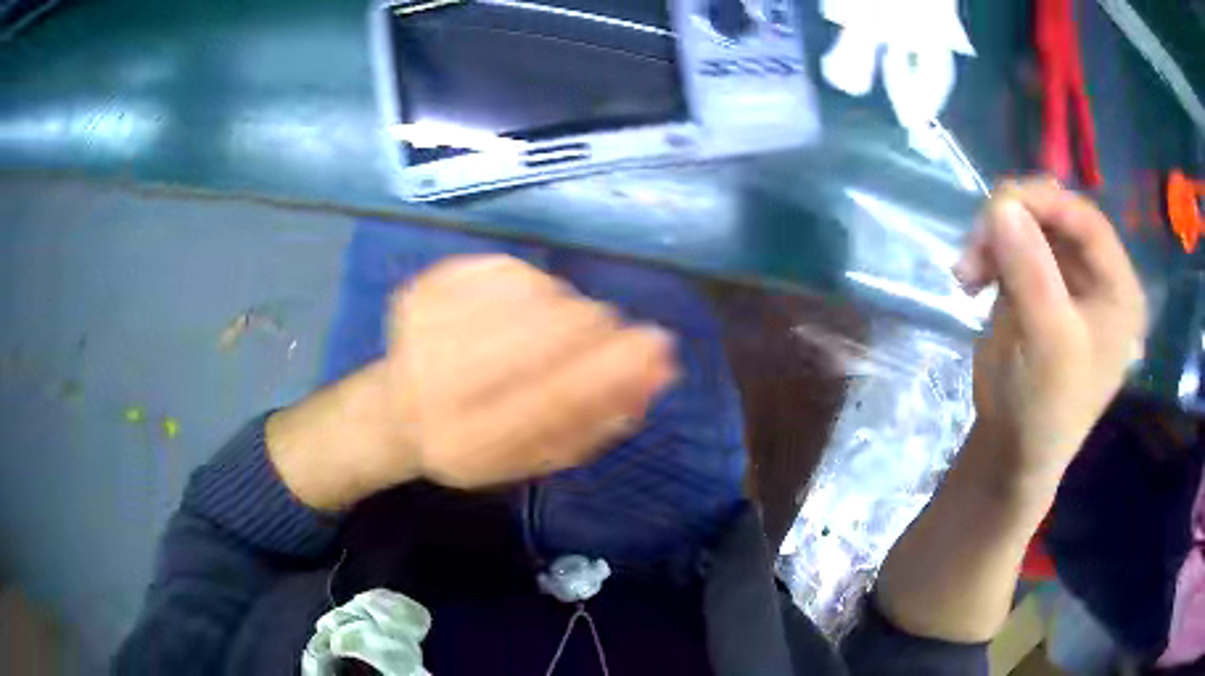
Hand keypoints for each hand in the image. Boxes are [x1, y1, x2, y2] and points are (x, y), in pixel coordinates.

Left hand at [269, 255, 676, 510]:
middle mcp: (435, 384)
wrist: (397, 411)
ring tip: (546, 332)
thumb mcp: (537, 455)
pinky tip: (518, 311)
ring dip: (563, 307)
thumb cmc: (477, 442)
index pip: (554, 398)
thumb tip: (659, 370)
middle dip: (594, 328)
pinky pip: (506, 268)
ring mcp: (422, 326)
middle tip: (603, 333)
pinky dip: (531, 287)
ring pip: (533, 292)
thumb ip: (599, 419)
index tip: (659, 345)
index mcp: (465, 442)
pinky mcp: (420, 287)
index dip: (614, 368)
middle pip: (545, 332)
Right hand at [876, 181, 1145, 642]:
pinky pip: (1010, 244)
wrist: (1011, 453)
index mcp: (1118, 289)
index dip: (1045, 203)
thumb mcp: (1048, 344)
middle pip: (1054, 215)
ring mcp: (1064, 277)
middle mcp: (1096, 274)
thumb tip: (1002, 205)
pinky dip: (986, 253)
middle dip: (1011, 222)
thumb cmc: (1045, 411)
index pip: (1086, 221)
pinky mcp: (1035, 283)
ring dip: (992, 238)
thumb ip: (1032, 272)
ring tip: (966, 274)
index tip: (997, 207)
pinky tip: (970, 280)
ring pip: (1027, 223)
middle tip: (973, 248)